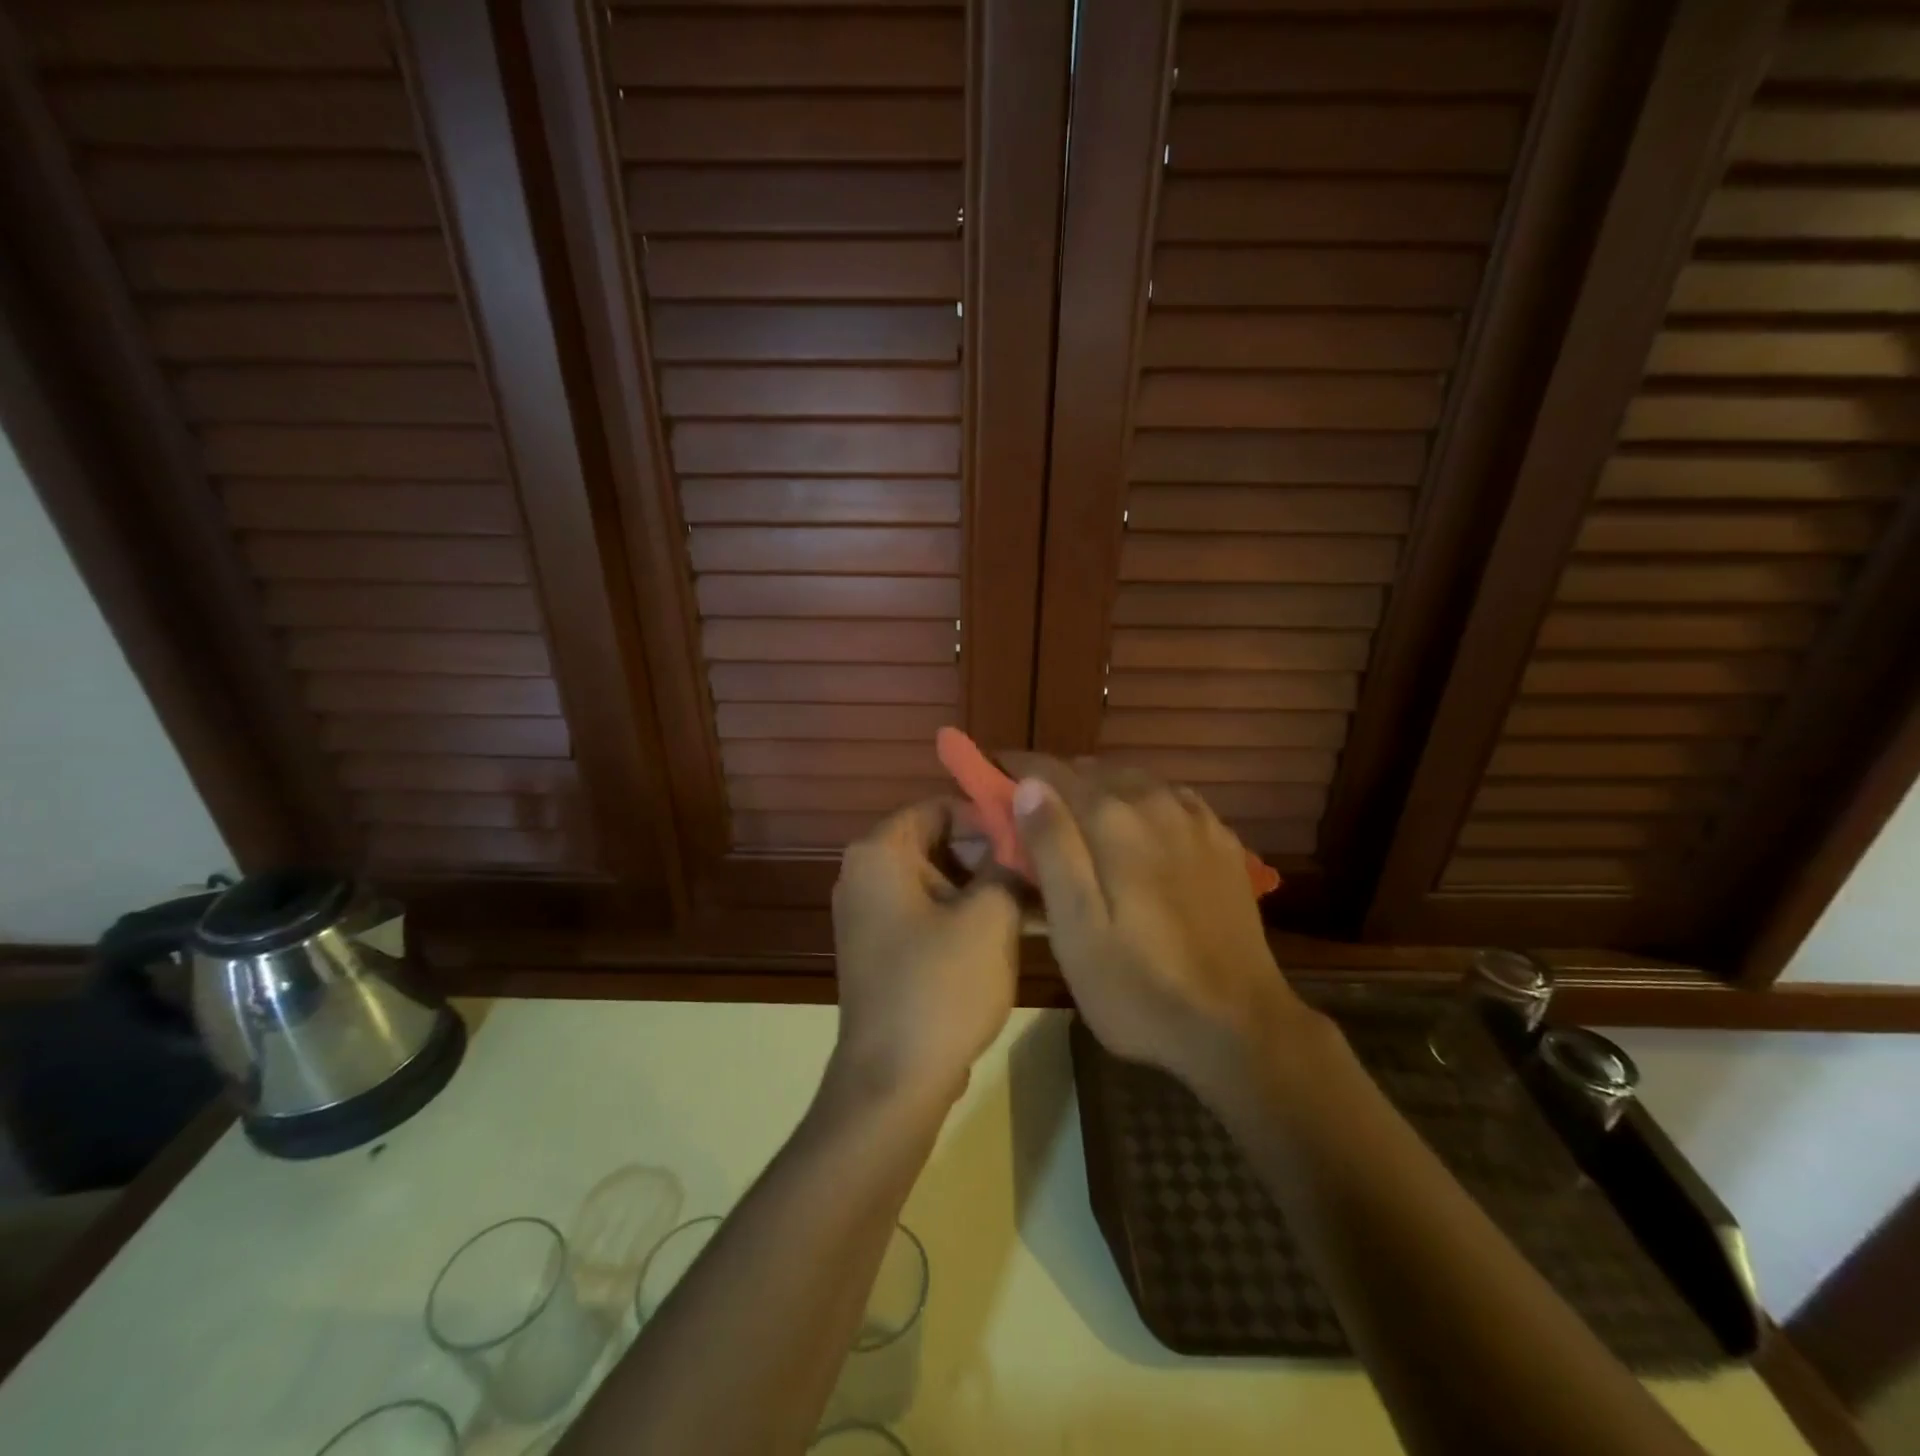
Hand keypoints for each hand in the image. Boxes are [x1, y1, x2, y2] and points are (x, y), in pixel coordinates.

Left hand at [831, 799, 1019, 1103]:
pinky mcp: (882, 949)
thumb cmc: (941, 986)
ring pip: (937, 880)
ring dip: (984, 886)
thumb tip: (1021, 841)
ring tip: (1037, 899)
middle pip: (937, 842)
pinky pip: (927, 913)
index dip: (988, 816)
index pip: (939, 806)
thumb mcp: (989, 918)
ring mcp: (870, 915)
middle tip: (1040, 868)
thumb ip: (1006, 866)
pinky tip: (1013, 929)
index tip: (1032, 834)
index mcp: (880, 853)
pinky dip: (964, 915)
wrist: (894, 1081)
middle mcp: (865, 875)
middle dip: (990, 853)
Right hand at [1004, 757, 1313, 1095]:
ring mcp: (1195, 820)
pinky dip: (1142, 802)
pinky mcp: (1221, 842)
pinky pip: (1171, 800)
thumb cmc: (1138, 986)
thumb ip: (1053, 848)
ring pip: (1134, 781)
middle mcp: (1155, 803)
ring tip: (1078, 819)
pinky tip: (1139, 828)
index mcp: (1113, 819)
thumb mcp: (1076, 928)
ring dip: (1099, 789)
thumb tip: (1030, 786)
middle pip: (1094, 771)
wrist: (1237, 1026)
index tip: (991, 775)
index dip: (1017, 769)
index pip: (1052, 771)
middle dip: (1056, 782)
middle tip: (1030, 813)